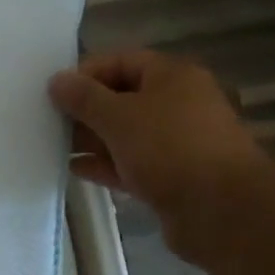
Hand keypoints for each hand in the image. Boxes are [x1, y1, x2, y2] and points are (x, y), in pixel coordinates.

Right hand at [49, 49, 269, 260]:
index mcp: (173, 76)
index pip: (121, 61)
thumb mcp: (118, 116)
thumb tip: (57, 80)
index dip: (86, 73)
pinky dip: (106, 164)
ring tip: (55, 145)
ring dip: (93, 139)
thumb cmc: (170, 149)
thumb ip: (83, 97)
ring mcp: (179, 143)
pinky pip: (133, 163)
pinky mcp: (175, 178)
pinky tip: (76, 169)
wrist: (224, 213)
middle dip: (87, 109)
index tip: (55, 92)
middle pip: (123, 98)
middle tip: (50, 120)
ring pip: (127, 133)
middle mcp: (179, 104)